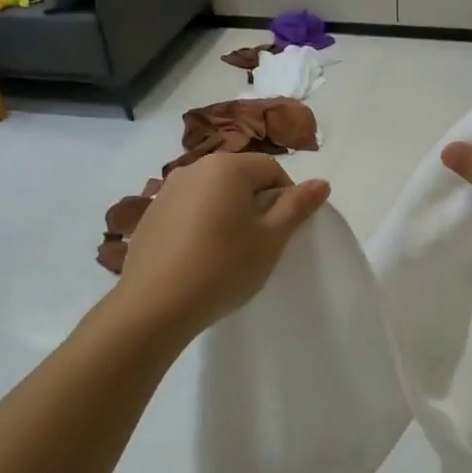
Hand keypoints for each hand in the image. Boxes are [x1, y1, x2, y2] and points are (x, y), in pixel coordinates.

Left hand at [116, 153, 329, 337]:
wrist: (154, 305)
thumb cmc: (223, 267)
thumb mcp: (270, 239)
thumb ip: (297, 206)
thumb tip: (322, 182)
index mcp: (227, 167)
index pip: (272, 169)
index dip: (286, 198)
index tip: (283, 232)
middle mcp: (194, 168)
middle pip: (240, 177)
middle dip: (256, 204)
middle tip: (259, 243)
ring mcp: (167, 190)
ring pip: (213, 193)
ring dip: (227, 213)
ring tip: (228, 251)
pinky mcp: (150, 214)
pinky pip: (188, 209)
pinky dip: (200, 224)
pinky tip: (199, 256)